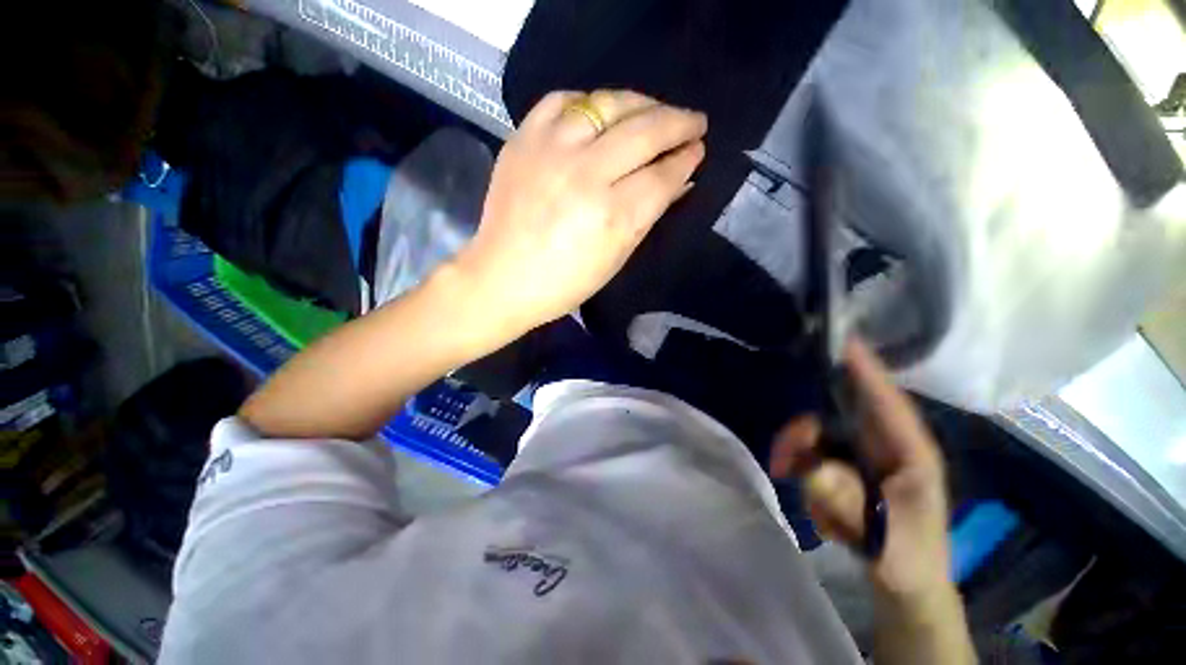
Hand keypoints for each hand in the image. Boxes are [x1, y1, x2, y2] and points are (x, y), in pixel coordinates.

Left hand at [454, 90, 706, 338]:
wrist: (503, 277)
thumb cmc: (565, 283)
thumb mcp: (616, 257)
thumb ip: (648, 215)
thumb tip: (677, 180)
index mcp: (612, 216)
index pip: (662, 175)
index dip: (686, 159)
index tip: (697, 150)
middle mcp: (586, 175)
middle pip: (645, 131)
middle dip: (678, 123)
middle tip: (694, 122)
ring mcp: (552, 151)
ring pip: (609, 104)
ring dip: (642, 103)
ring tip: (655, 110)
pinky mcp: (524, 139)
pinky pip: (563, 100)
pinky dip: (588, 102)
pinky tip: (600, 113)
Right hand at [770, 340, 950, 602]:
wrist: (905, 584)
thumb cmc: (908, 558)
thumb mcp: (885, 540)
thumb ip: (851, 504)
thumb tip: (815, 470)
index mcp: (911, 453)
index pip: (887, 401)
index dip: (866, 369)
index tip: (842, 341)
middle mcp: (885, 445)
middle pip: (836, 416)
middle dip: (804, 434)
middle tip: (783, 459)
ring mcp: (862, 455)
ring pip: (816, 436)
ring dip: (797, 457)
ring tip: (793, 489)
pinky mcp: (844, 467)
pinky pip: (809, 455)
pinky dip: (799, 471)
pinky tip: (810, 500)